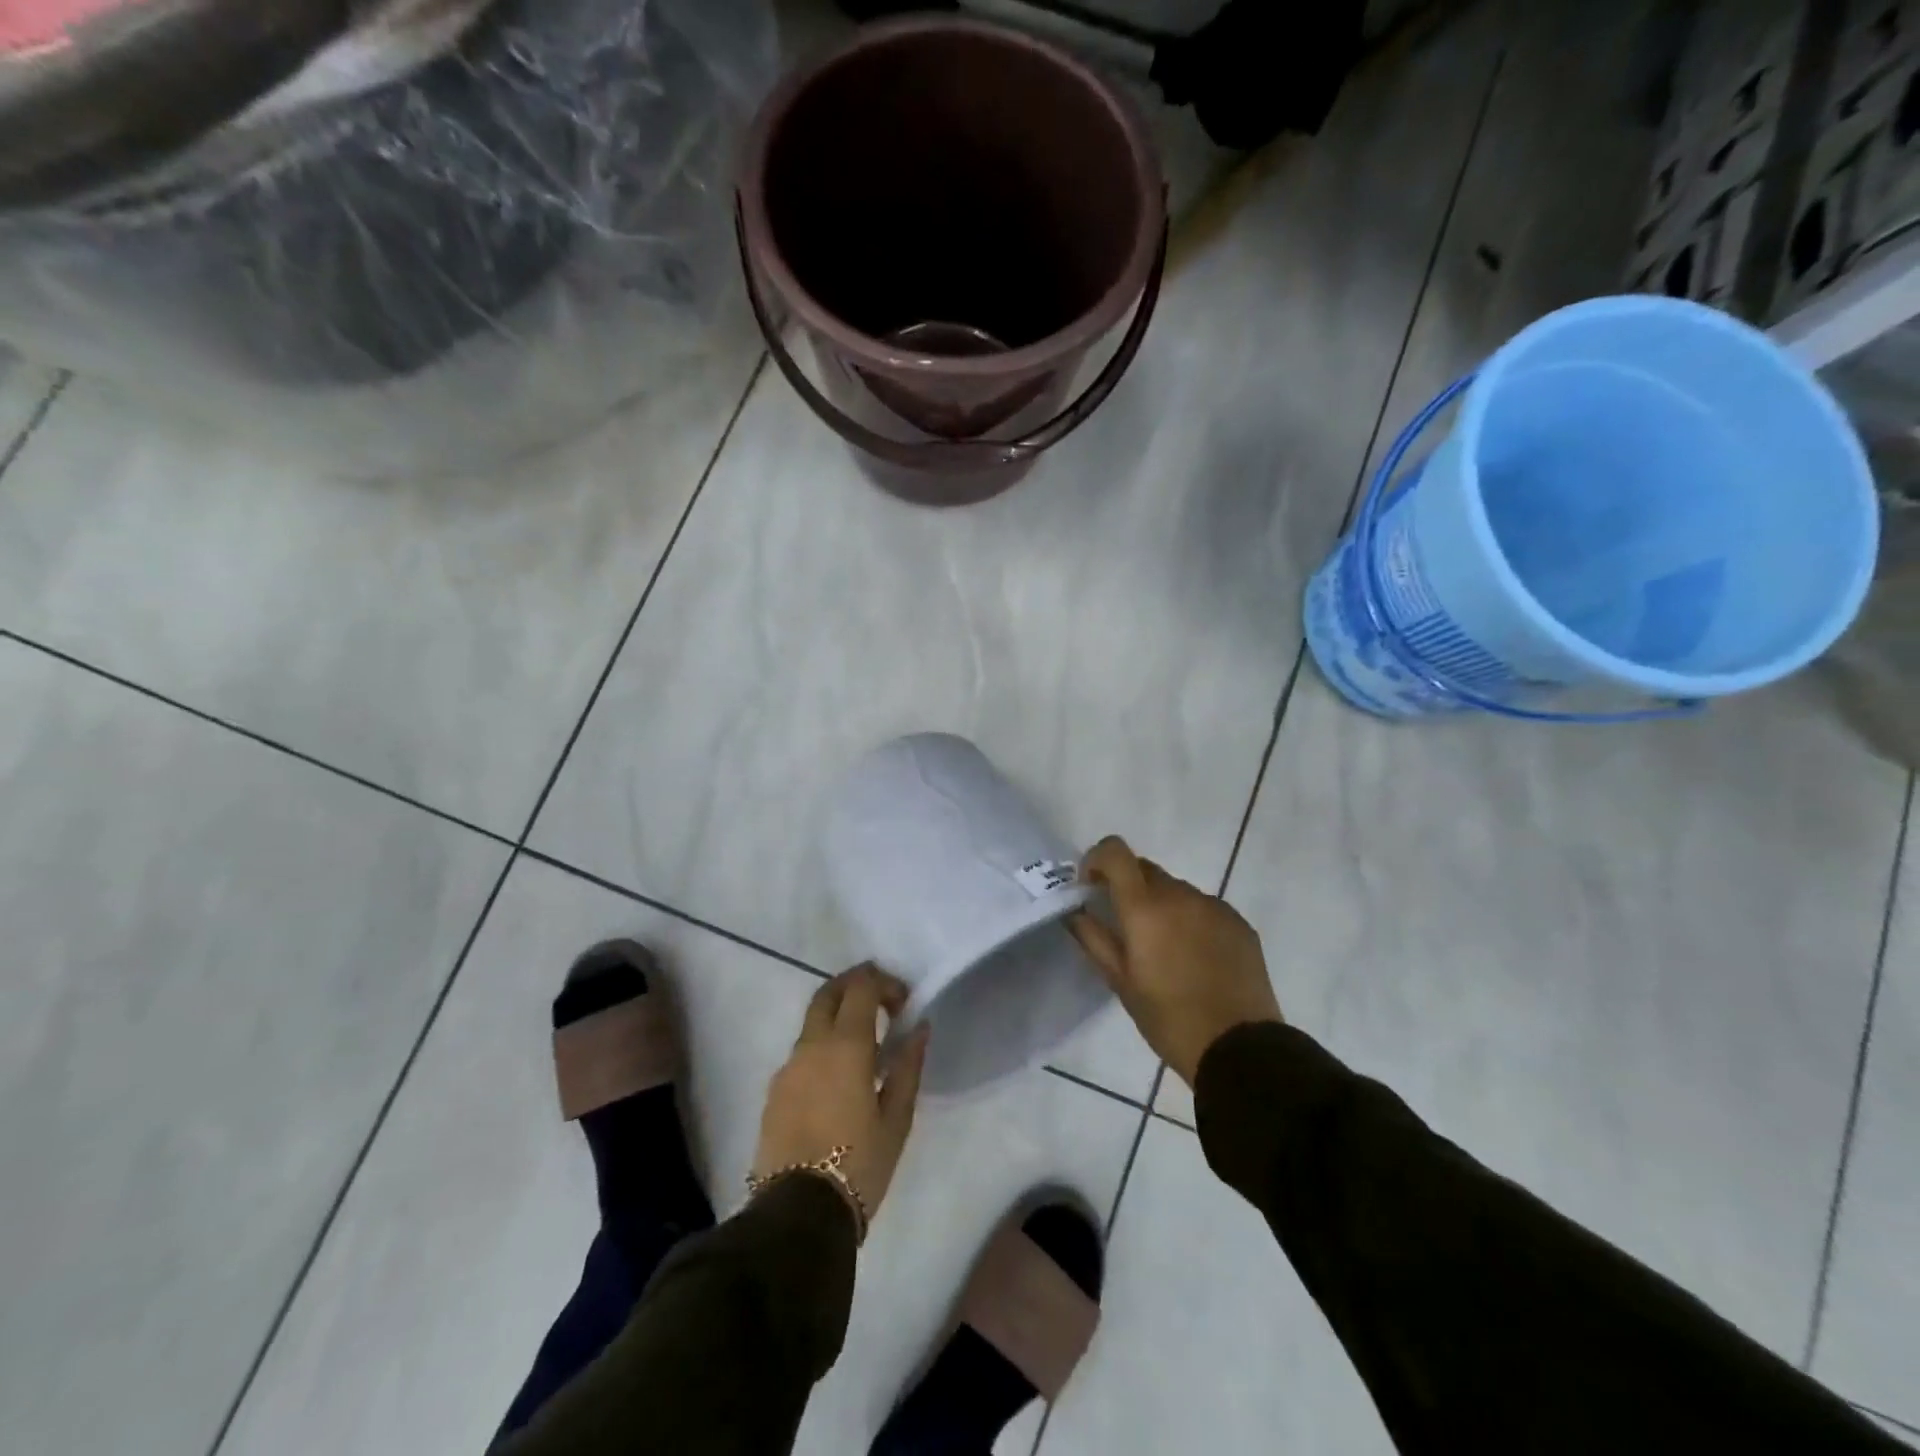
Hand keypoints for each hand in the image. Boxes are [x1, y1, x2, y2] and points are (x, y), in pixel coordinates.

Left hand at [752, 964, 928, 1228]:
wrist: (798, 1215)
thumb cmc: (859, 1164)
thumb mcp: (896, 1119)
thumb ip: (908, 1066)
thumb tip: (919, 1028)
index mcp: (845, 1045)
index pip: (861, 987)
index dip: (884, 983)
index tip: (904, 1002)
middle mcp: (811, 1045)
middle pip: (828, 993)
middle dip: (854, 984)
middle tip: (880, 999)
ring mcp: (787, 1067)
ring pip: (812, 1023)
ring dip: (837, 1018)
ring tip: (864, 1047)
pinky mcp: (774, 1092)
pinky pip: (802, 1053)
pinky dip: (822, 1048)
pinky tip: (838, 1080)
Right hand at [1070, 836, 1281, 1087]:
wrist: (1240, 1048)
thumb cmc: (1169, 1019)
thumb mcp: (1121, 982)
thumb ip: (1094, 938)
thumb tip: (1075, 911)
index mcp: (1145, 907)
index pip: (1115, 852)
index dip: (1097, 859)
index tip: (1092, 886)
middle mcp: (1180, 895)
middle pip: (1145, 869)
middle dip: (1128, 886)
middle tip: (1125, 925)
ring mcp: (1214, 906)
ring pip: (1176, 889)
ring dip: (1161, 905)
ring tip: (1164, 950)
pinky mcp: (1239, 922)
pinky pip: (1204, 908)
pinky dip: (1190, 920)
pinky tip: (1195, 958)